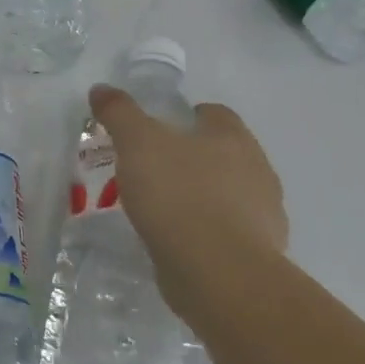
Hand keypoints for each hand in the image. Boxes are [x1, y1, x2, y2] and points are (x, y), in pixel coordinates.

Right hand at [86, 87, 288, 324]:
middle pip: (223, 153)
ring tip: (161, 206)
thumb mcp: (137, 143)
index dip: (188, 116)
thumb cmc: (179, 194)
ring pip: (228, 194)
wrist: (219, 274)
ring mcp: (263, 216)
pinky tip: (177, 238)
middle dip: (193, 157)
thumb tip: (101, 89)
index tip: (159, 128)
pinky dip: (205, 230)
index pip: (215, 114)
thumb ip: (119, 113)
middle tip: (153, 166)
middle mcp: (258, 171)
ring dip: (201, 196)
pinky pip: (227, 232)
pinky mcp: (258, 255)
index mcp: (233, 138)